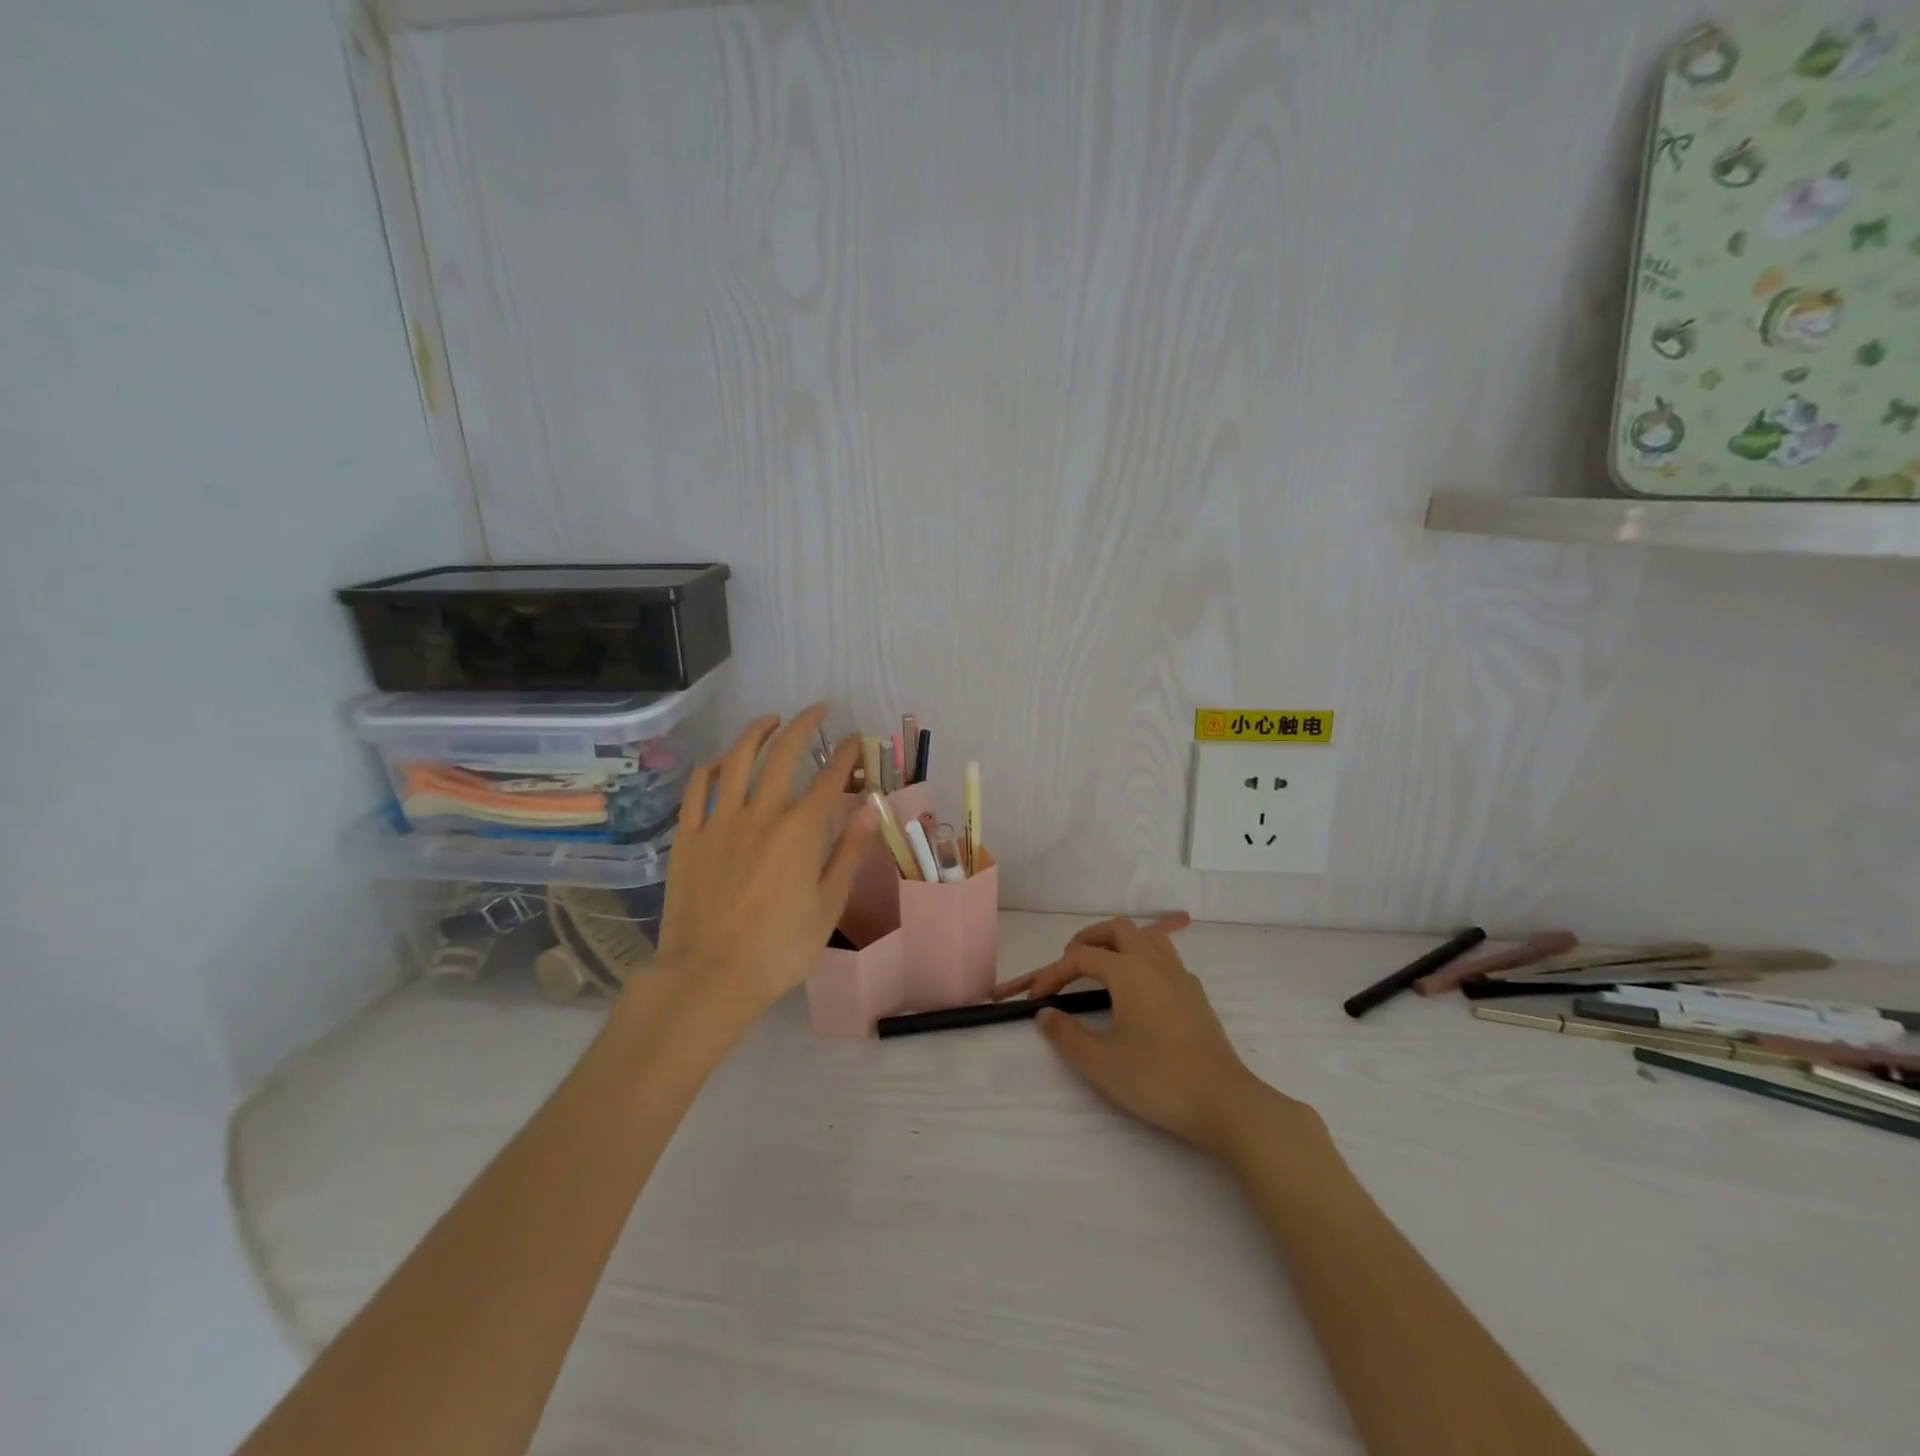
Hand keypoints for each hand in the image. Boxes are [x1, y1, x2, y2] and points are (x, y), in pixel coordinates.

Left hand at [647, 706, 877, 1027]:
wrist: (709, 976)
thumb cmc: (779, 948)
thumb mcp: (828, 905)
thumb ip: (849, 852)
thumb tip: (872, 808)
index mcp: (799, 832)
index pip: (828, 779)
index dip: (845, 754)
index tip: (855, 739)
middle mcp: (760, 814)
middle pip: (783, 755)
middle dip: (804, 726)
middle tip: (818, 711)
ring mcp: (719, 822)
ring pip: (737, 760)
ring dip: (757, 732)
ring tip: (771, 719)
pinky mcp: (689, 837)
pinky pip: (698, 788)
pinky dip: (713, 766)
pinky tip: (723, 759)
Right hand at [993, 915, 1302, 1158]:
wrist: (1224, 1103)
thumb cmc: (1158, 1080)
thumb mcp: (1101, 1064)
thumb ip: (1067, 1035)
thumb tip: (1045, 1014)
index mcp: (1129, 972)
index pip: (1082, 957)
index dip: (1054, 972)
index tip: (1036, 996)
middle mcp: (1155, 963)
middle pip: (1118, 929)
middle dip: (1089, 938)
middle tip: (1069, 962)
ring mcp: (1181, 976)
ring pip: (1147, 937)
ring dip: (1120, 942)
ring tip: (1102, 966)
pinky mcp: (1196, 995)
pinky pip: (1165, 957)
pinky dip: (1143, 958)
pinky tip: (1138, 989)